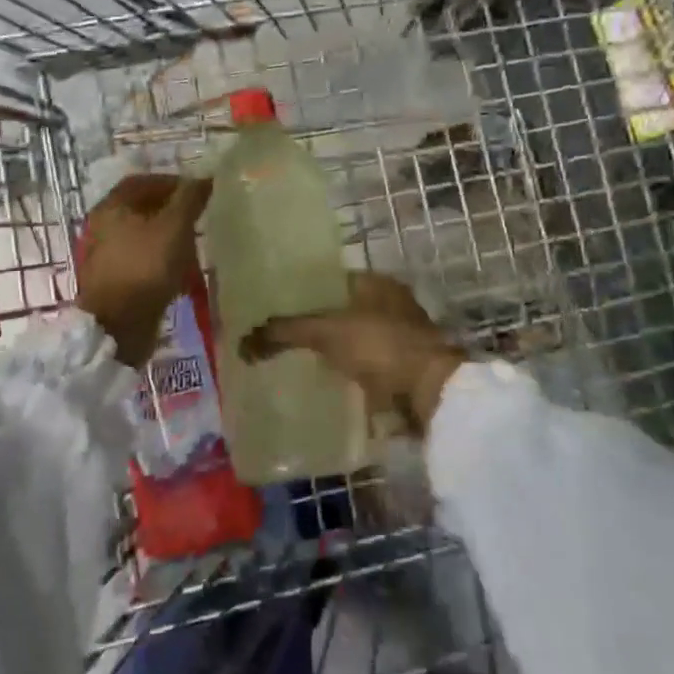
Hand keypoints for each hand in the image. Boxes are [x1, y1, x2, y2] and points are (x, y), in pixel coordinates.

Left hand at [76, 173, 212, 367]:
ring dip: (169, 239)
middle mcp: (102, 227)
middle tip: (199, 219)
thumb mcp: (175, 227)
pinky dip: (161, 262)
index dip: (171, 182)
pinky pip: (141, 262)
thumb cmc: (146, 268)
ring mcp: (105, 256)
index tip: (197, 191)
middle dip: (172, 212)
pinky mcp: (113, 282)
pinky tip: (180, 274)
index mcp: (111, 207)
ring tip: (194, 247)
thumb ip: (189, 199)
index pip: (141, 182)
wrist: (118, 327)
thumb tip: (204, 177)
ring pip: (142, 237)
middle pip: (141, 209)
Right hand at [240, 272, 464, 434]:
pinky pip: (365, 369)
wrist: (430, 393)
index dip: (304, 292)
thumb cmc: (380, 346)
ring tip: (296, 364)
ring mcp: (400, 339)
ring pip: (354, 341)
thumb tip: (242, 343)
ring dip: (333, 352)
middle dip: (316, 325)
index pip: (332, 280)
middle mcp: (392, 305)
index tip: (277, 308)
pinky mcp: (403, 370)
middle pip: (342, 312)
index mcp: (377, 283)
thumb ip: (285, 332)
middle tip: (281, 339)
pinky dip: (348, 376)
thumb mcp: (326, 331)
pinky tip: (324, 385)